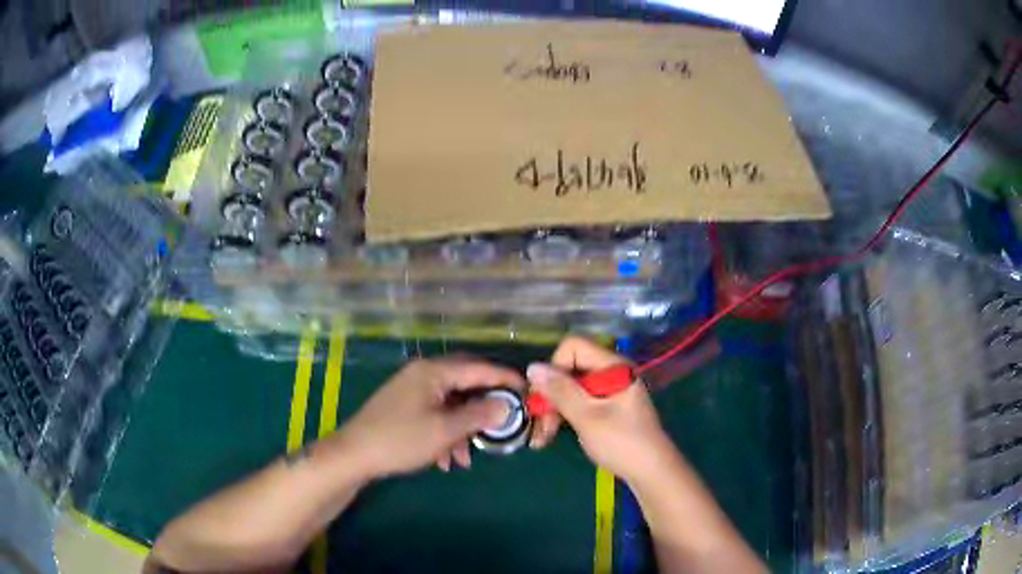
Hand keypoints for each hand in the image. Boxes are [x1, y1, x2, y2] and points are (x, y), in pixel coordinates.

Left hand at [332, 357, 524, 479]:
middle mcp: (424, 373)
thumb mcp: (444, 430)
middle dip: (484, 407)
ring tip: (467, 457)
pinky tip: (447, 459)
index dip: (506, 379)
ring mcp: (412, 389)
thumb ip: (479, 415)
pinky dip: (445, 433)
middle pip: (466, 384)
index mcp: (434, 371)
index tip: (528, 391)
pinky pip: (435, 413)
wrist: (354, 455)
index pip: (479, 368)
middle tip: (504, 422)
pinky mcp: (404, 405)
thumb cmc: (400, 440)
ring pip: (450, 403)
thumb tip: (506, 405)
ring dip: (463, 428)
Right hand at [526, 337, 673, 482]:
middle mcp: (611, 372)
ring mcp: (609, 390)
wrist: (651, 472)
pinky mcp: (607, 407)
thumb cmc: (622, 443)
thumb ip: (561, 391)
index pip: (573, 347)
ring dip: (554, 409)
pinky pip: (579, 402)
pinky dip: (564, 416)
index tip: (546, 397)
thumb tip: (532, 367)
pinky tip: (552, 435)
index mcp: (613, 366)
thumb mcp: (588, 417)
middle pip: (569, 369)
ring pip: (570, 388)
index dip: (555, 368)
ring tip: (543, 437)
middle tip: (540, 424)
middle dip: (550, 395)